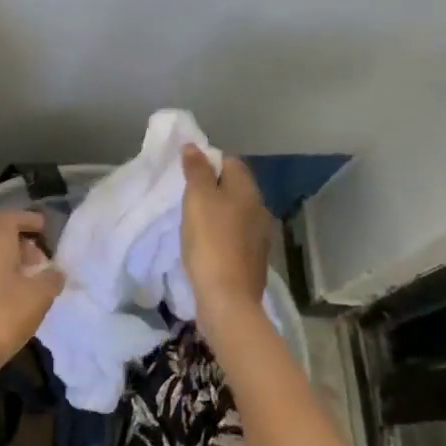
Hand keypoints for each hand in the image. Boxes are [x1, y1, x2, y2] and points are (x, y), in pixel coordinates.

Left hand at [0, 210, 64, 390]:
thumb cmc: (2, 316)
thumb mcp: (38, 296)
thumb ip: (51, 279)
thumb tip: (56, 272)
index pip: (9, 218)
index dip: (28, 219)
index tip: (46, 229)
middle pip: (0, 240)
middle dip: (24, 247)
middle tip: (44, 263)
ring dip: (15, 270)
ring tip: (35, 288)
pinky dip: (4, 287)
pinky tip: (17, 308)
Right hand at [180, 145, 272, 352]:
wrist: (227, 298)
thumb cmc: (210, 241)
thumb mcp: (197, 199)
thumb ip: (196, 170)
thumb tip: (194, 147)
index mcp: (248, 191)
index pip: (231, 162)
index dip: (208, 162)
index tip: (186, 174)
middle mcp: (259, 209)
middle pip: (234, 187)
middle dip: (212, 188)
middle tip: (185, 197)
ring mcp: (259, 236)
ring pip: (235, 212)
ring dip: (216, 212)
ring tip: (191, 221)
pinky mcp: (253, 259)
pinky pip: (235, 235)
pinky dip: (220, 234)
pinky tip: (205, 245)